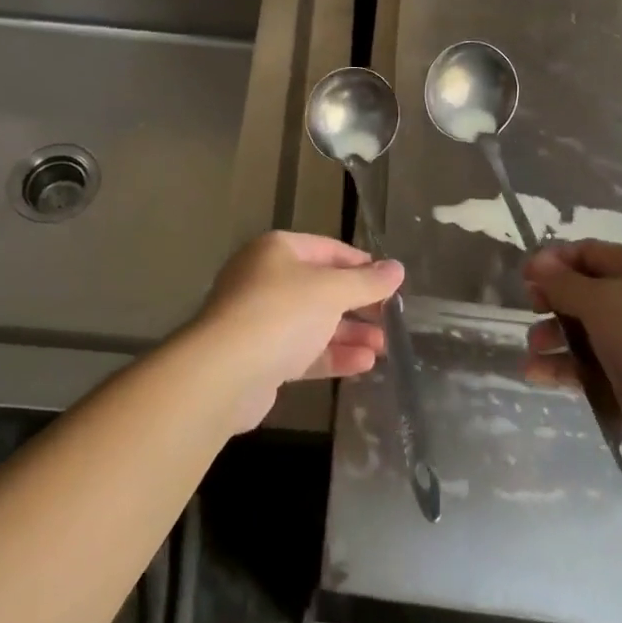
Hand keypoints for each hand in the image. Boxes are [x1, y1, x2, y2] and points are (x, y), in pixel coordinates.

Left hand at [191, 231, 404, 430]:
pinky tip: (364, 365)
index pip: (328, 249)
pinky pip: (303, 351)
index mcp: (278, 250)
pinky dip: (332, 355)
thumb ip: (366, 282)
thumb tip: (397, 268)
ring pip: (313, 322)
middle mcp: (266, 278)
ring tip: (384, 346)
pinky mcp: (260, 358)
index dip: (362, 264)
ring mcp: (260, 319)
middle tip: (390, 319)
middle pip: (321, 287)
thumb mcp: (331, 291)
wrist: (224, 373)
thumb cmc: (281, 313)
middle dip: (357, 304)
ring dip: (349, 333)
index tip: (391, 282)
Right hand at [523, 241, 621, 473]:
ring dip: (555, 340)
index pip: (587, 253)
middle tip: (531, 316)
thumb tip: (538, 262)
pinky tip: (541, 378)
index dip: (553, 262)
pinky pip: (597, 366)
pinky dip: (569, 370)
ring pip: (589, 333)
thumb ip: (565, 283)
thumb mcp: (603, 303)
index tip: (525, 281)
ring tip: (531, 357)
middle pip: (586, 293)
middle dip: (552, 303)